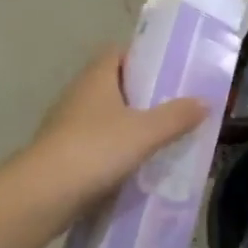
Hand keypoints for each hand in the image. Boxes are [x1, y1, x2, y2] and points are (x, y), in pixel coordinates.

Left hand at [22, 49, 206, 214]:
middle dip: (143, 93)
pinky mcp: (63, 152)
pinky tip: (136, 164)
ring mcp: (67, 124)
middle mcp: (79, 93)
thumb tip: (205, 101)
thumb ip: (176, 116)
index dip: (143, 57)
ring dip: (129, 123)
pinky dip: (115, 148)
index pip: (119, 52)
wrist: (43, 195)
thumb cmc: (95, 149)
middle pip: (115, 84)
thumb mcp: (145, 132)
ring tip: (162, 135)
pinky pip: (97, 142)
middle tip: (175, 104)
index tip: (169, 70)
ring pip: (106, 115)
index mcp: (96, 77)